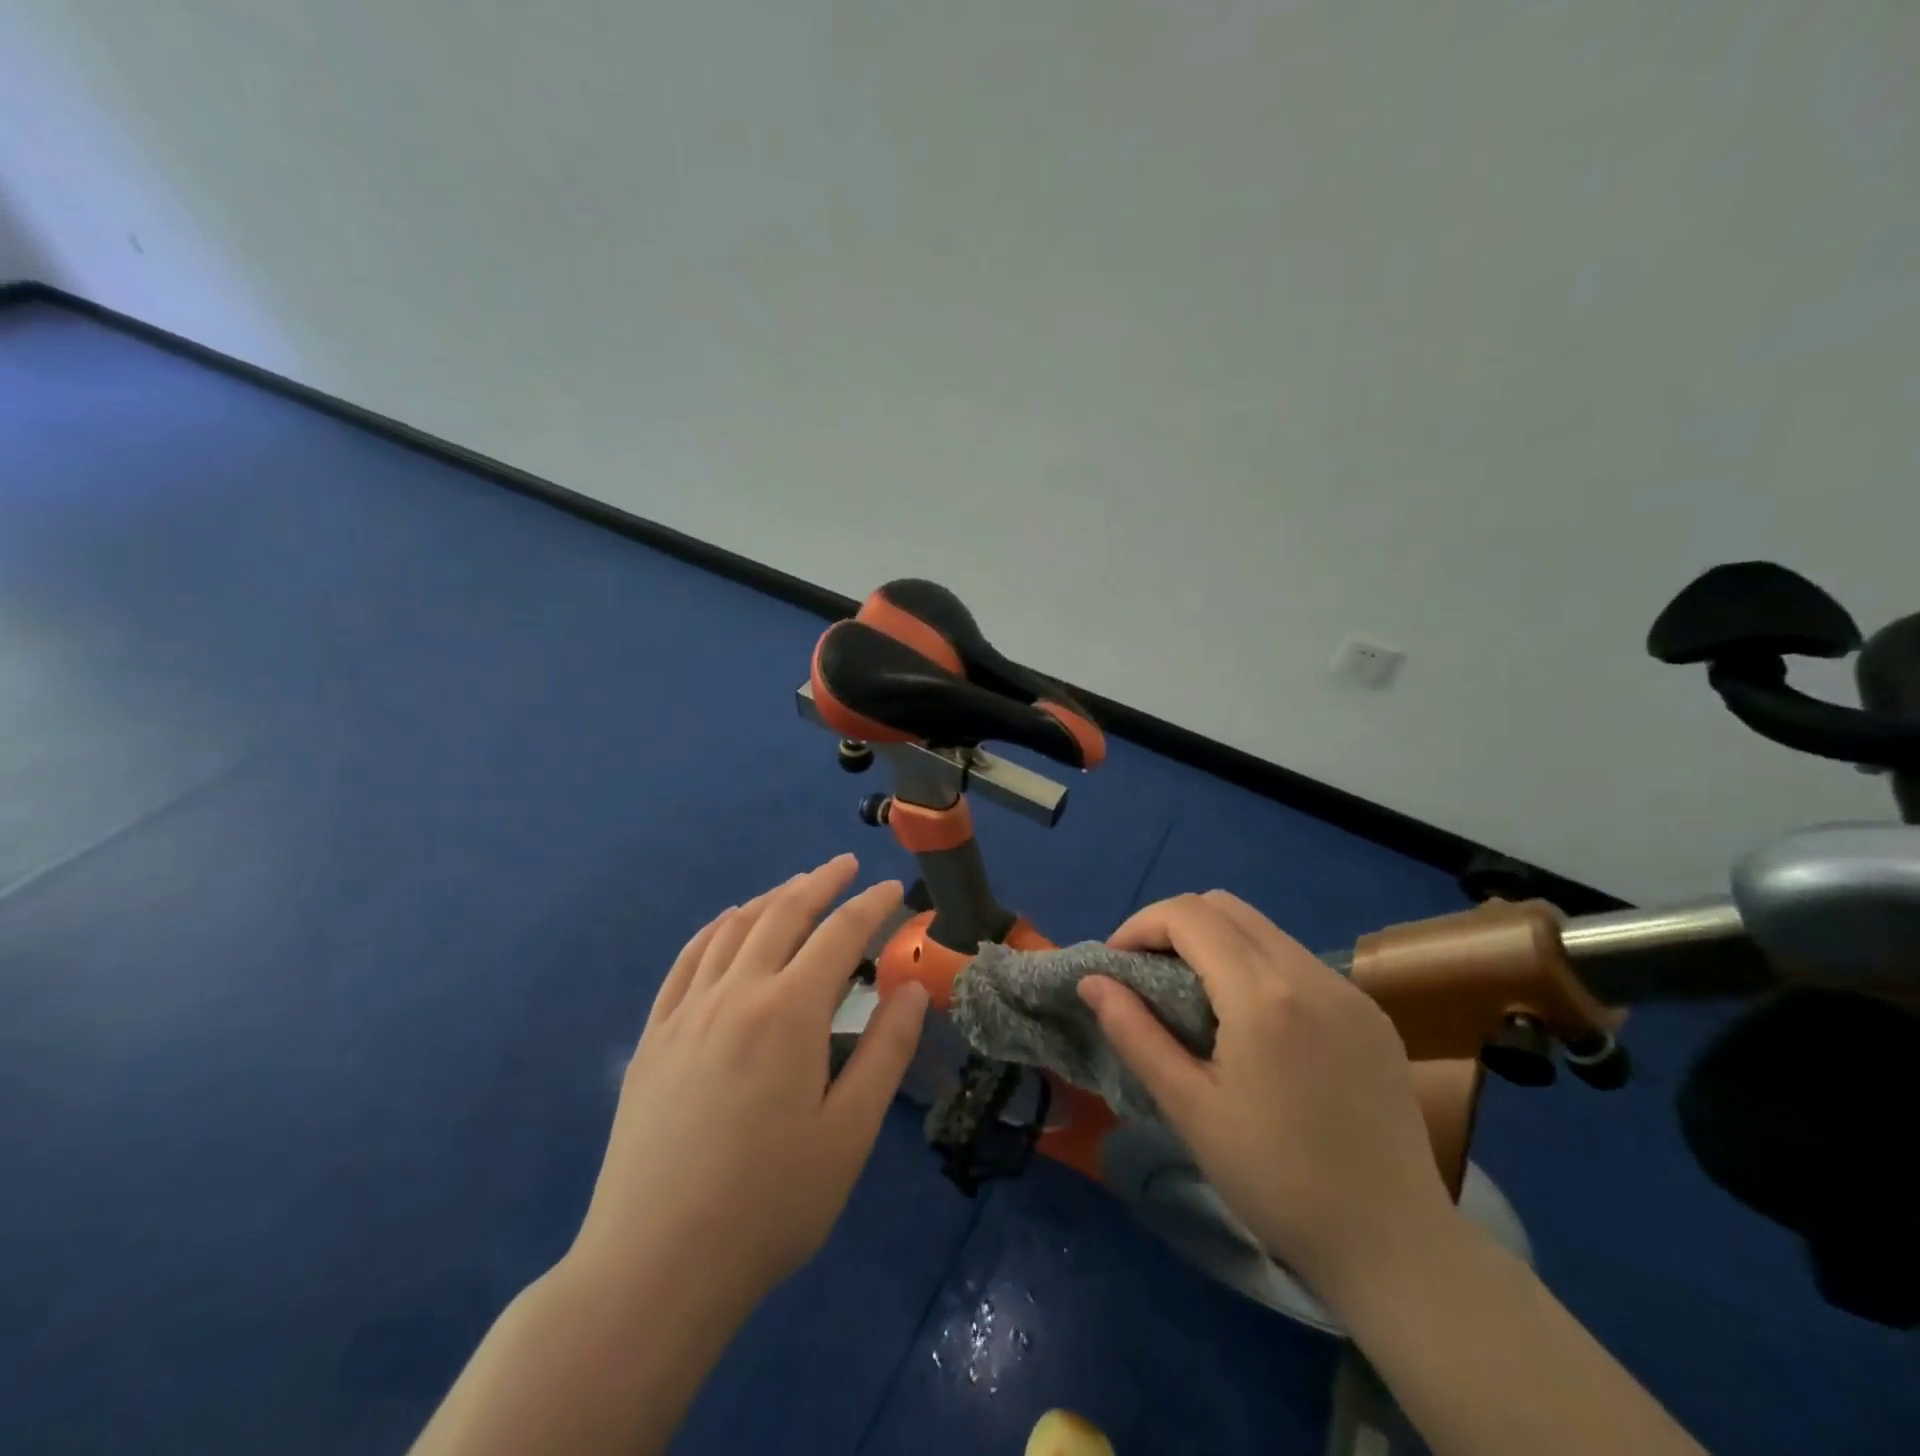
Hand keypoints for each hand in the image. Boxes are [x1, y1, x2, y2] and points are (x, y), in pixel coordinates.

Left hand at [569, 855, 928, 1316]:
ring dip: (770, 898)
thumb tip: (911, 989)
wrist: (654, 1265)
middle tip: (846, 866)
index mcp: (788, 1012)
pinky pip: (687, 960)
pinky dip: (715, 929)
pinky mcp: (654, 1037)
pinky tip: (728, 925)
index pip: (839, 935)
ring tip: (796, 887)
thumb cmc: (769, 1203)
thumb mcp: (848, 1133)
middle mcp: (735, 994)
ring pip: (733, 928)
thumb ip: (885, 1051)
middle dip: (819, 882)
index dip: (871, 906)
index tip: (894, 888)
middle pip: (782, 914)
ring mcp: (686, 1012)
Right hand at [1078, 891, 1456, 1298]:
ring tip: (1192, 995)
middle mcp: (1310, 974)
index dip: (1140, 925)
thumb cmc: (1276, 1181)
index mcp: (1263, 995)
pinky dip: (1256, 965)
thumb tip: (1092, 980)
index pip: (1188, 915)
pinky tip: (1251, 1021)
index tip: (1115, 965)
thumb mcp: (1189, 1109)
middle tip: (1147, 973)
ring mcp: (1348, 990)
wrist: (1393, 1247)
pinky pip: (1297, 960)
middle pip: (1225, 906)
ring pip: (1263, 929)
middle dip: (1173, 925)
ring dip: (1215, 942)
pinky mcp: (1371, 1012)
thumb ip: (1134, 1032)